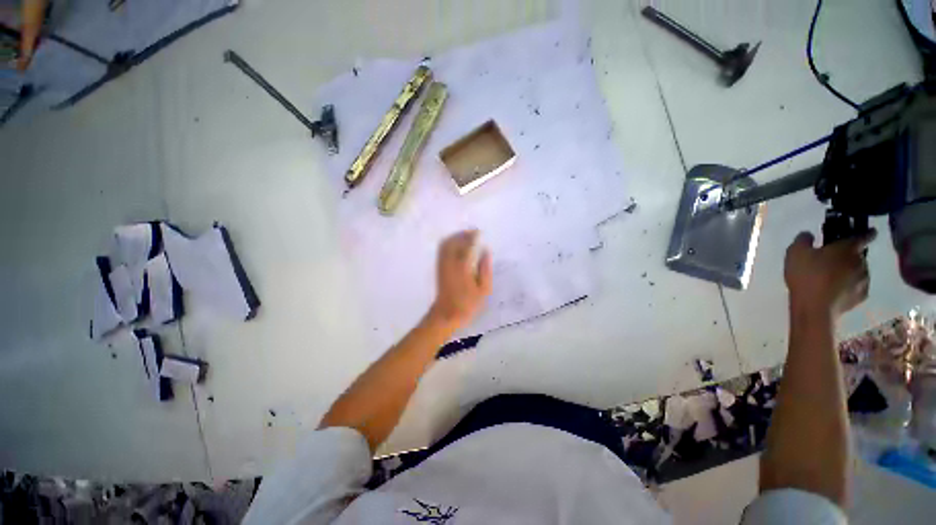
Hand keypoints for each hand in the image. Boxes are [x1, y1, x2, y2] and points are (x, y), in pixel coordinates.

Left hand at [428, 230, 491, 328]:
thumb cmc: (468, 304)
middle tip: (473, 232)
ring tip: (466, 236)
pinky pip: (442, 249)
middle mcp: (450, 263)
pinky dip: (448, 242)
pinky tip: (456, 244)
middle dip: (463, 234)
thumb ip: (485, 269)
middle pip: (454, 241)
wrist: (447, 314)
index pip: (467, 246)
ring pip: (446, 244)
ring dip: (455, 237)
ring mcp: (442, 265)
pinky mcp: (438, 267)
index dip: (473, 237)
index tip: (479, 232)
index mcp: (463, 267)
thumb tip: (486, 251)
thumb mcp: (484, 289)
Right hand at [784, 230, 876, 316]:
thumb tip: (809, 235)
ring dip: (849, 271)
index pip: (864, 235)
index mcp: (848, 248)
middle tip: (834, 260)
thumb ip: (803, 240)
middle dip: (849, 255)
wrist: (815, 308)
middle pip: (859, 255)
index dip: (867, 232)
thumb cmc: (806, 276)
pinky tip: (837, 290)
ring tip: (833, 277)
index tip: (869, 231)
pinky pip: (857, 287)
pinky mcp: (861, 297)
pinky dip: (849, 286)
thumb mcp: (795, 252)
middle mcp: (861, 262)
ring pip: (859, 271)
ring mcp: (864, 281)